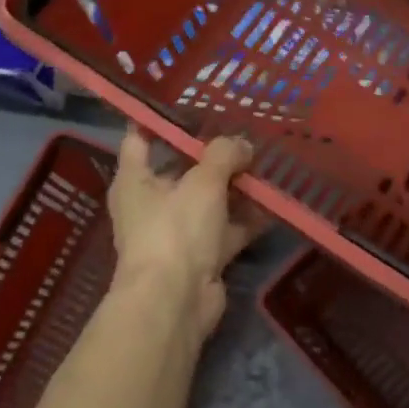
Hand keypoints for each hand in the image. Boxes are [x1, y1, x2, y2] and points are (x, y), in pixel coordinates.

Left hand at [108, 127, 260, 336]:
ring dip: (234, 188)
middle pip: (182, 169)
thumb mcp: (203, 181)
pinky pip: (226, 229)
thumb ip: (224, 154)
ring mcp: (176, 232)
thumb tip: (243, 145)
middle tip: (243, 134)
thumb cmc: (176, 229)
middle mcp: (151, 204)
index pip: (139, 139)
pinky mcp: (200, 257)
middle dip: (212, 155)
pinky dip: (246, 219)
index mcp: (134, 180)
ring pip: (208, 201)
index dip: (159, 121)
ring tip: (266, 164)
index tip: (189, 105)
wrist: (175, 302)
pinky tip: (274, 204)